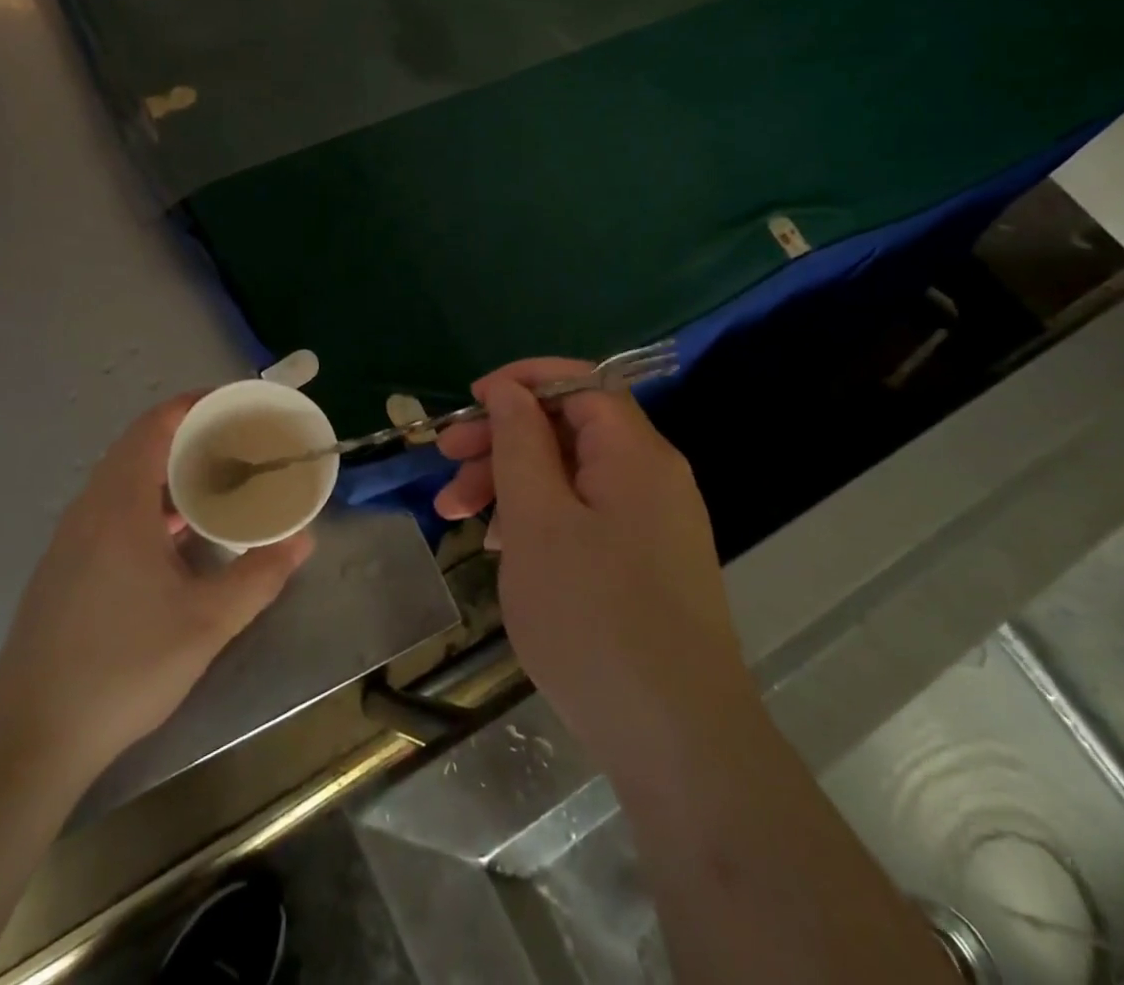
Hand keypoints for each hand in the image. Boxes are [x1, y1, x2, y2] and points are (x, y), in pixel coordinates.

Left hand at [0, 395, 313, 780]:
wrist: (30, 736)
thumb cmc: (123, 666)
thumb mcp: (207, 623)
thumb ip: (260, 576)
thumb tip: (303, 540)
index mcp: (120, 505)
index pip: (154, 426)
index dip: (193, 405)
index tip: (236, 405)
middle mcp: (90, 509)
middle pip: (139, 447)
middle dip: (189, 437)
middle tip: (239, 444)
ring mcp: (71, 539)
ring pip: (124, 481)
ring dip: (168, 472)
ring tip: (217, 482)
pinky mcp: (65, 567)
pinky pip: (112, 509)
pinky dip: (149, 501)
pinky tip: (178, 536)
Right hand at [435, 360, 757, 785]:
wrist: (678, 742)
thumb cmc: (594, 617)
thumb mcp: (538, 520)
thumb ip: (520, 443)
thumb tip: (509, 390)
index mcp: (635, 453)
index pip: (581, 381)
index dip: (522, 381)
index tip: (470, 402)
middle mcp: (652, 477)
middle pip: (569, 429)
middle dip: (503, 439)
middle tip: (446, 464)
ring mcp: (652, 523)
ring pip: (571, 476)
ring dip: (511, 483)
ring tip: (457, 516)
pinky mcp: (645, 564)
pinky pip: (585, 516)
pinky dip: (539, 519)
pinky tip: (501, 547)